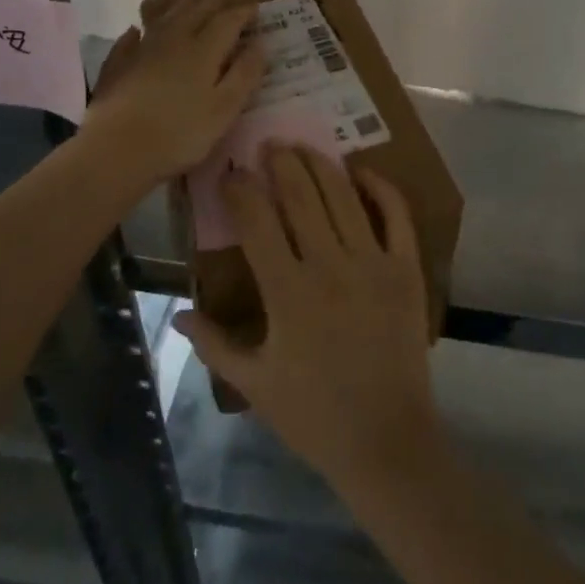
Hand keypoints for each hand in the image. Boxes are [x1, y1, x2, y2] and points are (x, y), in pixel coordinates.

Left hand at [80, 0, 265, 183]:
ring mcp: (141, 52)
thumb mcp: (225, 109)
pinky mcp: (116, 67)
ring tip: (188, 1)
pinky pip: (128, 42)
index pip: (227, 22)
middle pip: (194, 13)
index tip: (255, 7)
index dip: (242, 13)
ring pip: (163, 21)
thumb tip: (260, 44)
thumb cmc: (180, 133)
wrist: (116, 149)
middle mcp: (174, 42)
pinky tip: (135, 31)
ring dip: (178, 8)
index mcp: (204, 51)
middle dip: (210, 2)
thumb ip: (244, 74)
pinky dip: (135, 33)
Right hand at [177, 146, 441, 492]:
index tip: (231, 173)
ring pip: (344, 197)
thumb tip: (178, 314)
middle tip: (269, 143)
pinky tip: (362, 171)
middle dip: (281, 163)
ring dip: (321, 165)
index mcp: (287, 292)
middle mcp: (330, 266)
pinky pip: (396, 215)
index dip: (241, 190)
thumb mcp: (254, 384)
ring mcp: (373, 263)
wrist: (385, 441)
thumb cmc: (313, 416)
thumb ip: (215, 344)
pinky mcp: (406, 269)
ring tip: (304, 146)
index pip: (257, 221)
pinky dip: (380, 188)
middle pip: (301, 196)